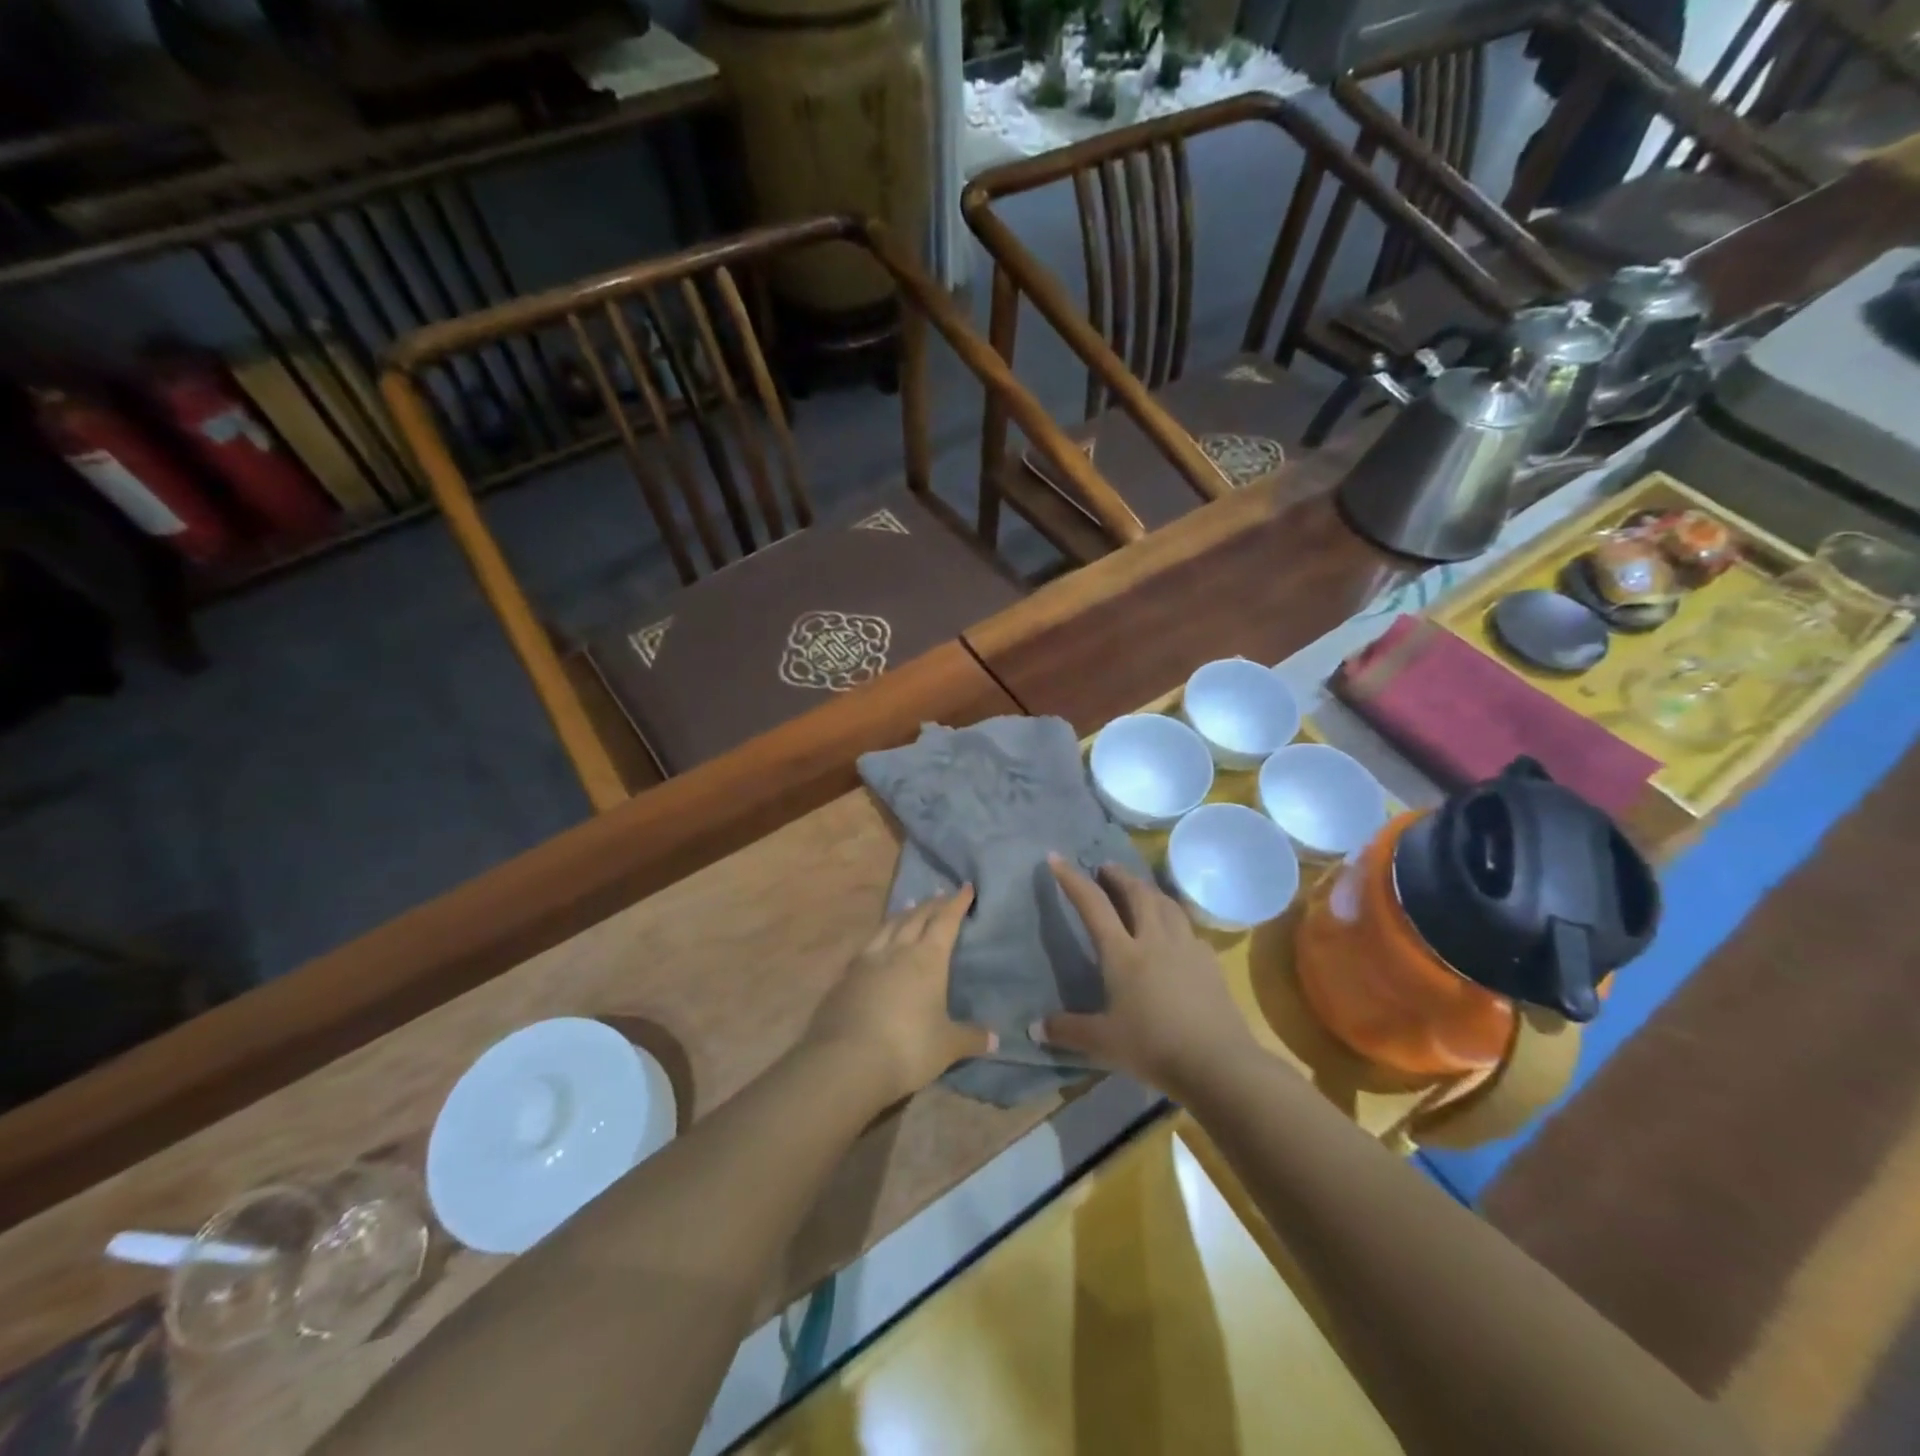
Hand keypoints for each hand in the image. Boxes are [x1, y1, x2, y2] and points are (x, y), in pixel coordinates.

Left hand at [804, 887, 995, 1105]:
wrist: (846, 1061)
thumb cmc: (908, 1048)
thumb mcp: (947, 1046)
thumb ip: (970, 1038)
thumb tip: (995, 1039)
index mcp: (927, 959)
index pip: (945, 922)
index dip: (957, 904)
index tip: (966, 887)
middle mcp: (897, 951)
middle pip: (917, 917)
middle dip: (932, 904)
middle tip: (942, 894)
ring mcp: (868, 961)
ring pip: (888, 926)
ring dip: (902, 914)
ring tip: (910, 906)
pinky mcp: (845, 977)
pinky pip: (868, 945)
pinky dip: (879, 935)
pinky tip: (877, 942)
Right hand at [1039, 857, 1261, 1096]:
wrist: (1218, 1063)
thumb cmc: (1154, 1047)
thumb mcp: (1103, 1042)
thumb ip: (1067, 1031)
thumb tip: (1034, 1028)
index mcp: (1123, 953)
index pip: (1093, 905)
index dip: (1072, 879)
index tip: (1057, 857)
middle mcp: (1154, 940)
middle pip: (1137, 893)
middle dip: (1118, 875)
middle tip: (1105, 868)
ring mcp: (1186, 947)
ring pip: (1167, 903)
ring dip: (1148, 889)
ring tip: (1139, 888)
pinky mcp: (1209, 962)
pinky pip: (1188, 927)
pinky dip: (1174, 918)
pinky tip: (1174, 930)